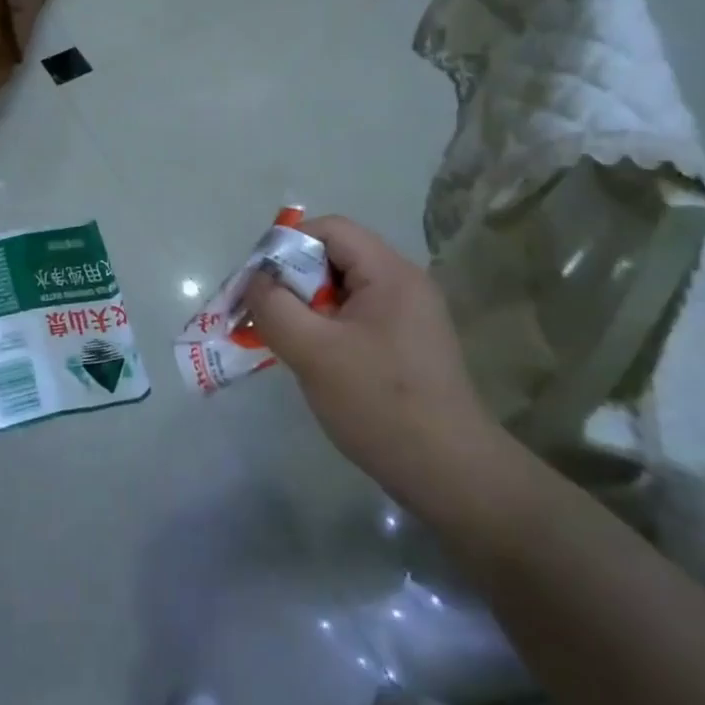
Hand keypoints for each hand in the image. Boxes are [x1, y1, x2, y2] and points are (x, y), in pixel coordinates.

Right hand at [243, 217, 497, 508]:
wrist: (450, 474)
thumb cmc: (379, 404)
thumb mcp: (314, 352)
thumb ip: (274, 307)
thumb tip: (255, 281)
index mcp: (390, 273)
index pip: (330, 229)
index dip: (286, 244)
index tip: (257, 281)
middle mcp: (404, 284)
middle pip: (335, 257)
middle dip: (291, 279)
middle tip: (261, 312)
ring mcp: (408, 316)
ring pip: (341, 291)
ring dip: (305, 307)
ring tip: (279, 337)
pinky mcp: (405, 345)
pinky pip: (354, 318)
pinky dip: (325, 328)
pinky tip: (310, 358)